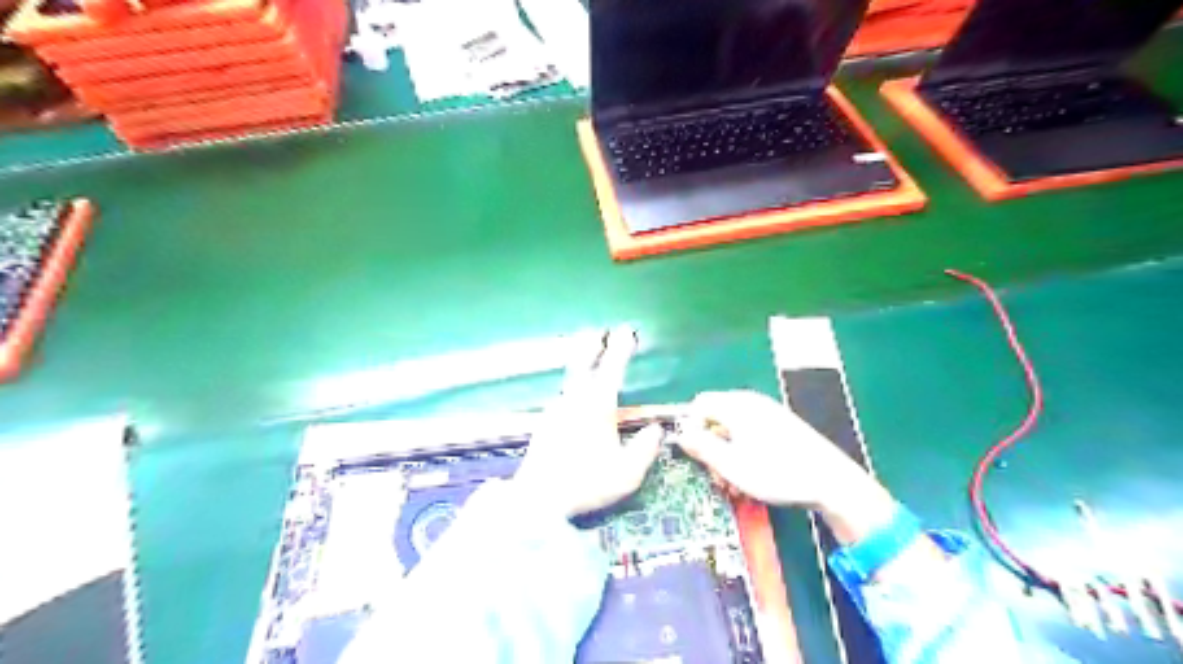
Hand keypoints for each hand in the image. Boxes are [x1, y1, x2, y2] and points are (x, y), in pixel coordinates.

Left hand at [517, 324, 667, 517]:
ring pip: (570, 380)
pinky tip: (572, 399)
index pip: (611, 368)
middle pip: (582, 364)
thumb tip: (656, 429)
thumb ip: (645, 448)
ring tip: (587, 360)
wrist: (538, 499)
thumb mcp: (627, 472)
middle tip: (597, 332)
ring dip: (580, 366)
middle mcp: (574, 401)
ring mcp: (555, 411)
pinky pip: (563, 397)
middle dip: (592, 346)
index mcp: (597, 406)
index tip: (626, 330)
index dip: (620, 348)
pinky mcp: (543, 425)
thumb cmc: (587, 483)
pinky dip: (572, 389)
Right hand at [674, 388, 897, 544]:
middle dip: (710, 447)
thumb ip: (701, 447)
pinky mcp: (781, 426)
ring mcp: (768, 413)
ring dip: (726, 455)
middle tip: (717, 477)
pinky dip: (744, 452)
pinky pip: (750, 433)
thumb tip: (680, 434)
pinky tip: (752, 476)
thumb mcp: (731, 465)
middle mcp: (751, 402)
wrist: (831, 481)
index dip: (691, 429)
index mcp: (736, 405)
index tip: (695, 457)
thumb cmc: (777, 472)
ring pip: (732, 429)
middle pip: (715, 417)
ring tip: (735, 484)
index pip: (698, 405)